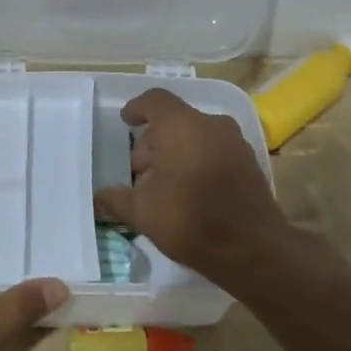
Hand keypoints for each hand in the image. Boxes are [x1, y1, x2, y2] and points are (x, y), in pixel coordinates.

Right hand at [93, 89, 288, 286]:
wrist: (252, 249)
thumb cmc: (190, 220)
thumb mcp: (142, 212)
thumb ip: (116, 199)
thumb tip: (97, 197)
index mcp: (181, 126)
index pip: (154, 101)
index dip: (137, 108)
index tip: (126, 122)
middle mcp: (211, 125)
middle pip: (174, 121)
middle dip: (153, 143)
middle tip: (139, 173)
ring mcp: (235, 142)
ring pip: (195, 136)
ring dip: (175, 153)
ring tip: (162, 186)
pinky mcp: (249, 162)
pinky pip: (214, 150)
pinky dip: (197, 161)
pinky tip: (187, 192)